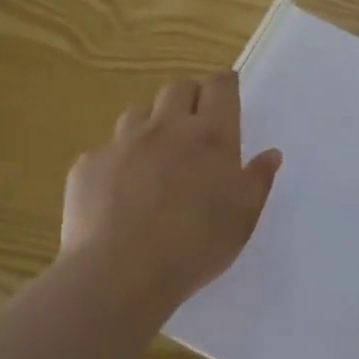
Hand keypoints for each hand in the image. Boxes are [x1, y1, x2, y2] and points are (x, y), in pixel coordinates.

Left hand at [60, 72, 281, 312]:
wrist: (119, 275)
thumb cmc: (195, 246)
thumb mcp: (243, 218)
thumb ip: (258, 180)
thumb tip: (270, 154)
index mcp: (211, 136)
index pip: (219, 86)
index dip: (224, 84)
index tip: (227, 93)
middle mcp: (167, 127)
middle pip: (177, 88)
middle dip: (189, 97)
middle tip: (195, 125)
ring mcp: (123, 143)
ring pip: (139, 113)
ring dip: (152, 124)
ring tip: (156, 156)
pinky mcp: (88, 165)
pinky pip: (106, 149)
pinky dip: (118, 160)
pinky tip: (120, 191)